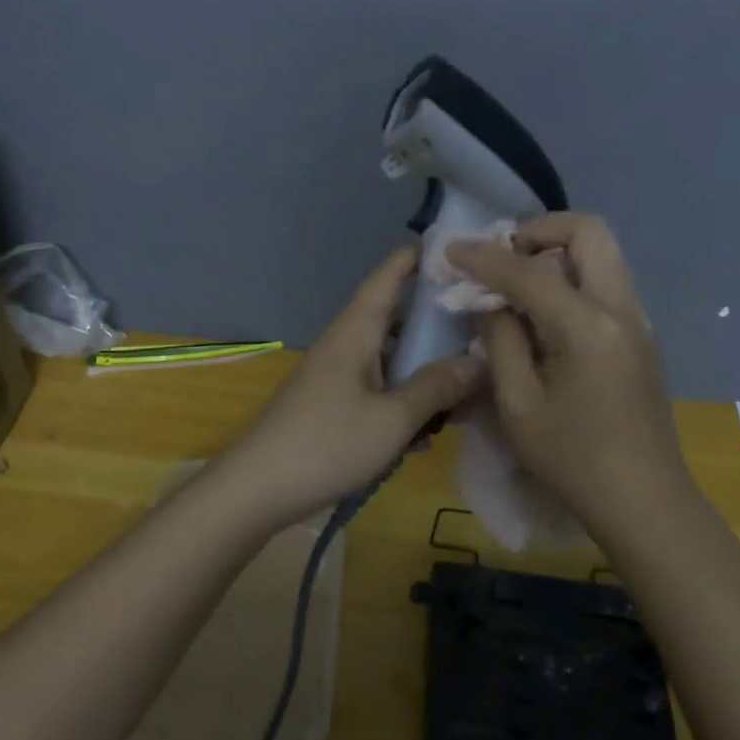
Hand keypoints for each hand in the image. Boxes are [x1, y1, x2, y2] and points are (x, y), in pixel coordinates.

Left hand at [212, 247, 484, 529]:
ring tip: (467, 389)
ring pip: (390, 360)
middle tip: (483, 330)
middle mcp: (346, 346)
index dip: (415, 260)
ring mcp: (337, 377)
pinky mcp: (332, 407)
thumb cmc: (326, 444)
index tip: (451, 248)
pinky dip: (404, 399)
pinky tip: (429, 427)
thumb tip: (479, 361)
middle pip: (395, 321)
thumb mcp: (392, 419)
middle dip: (436, 325)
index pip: (387, 279)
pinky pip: (378, 389)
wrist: (256, 490)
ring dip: (424, 371)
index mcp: (355, 332)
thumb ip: (436, 388)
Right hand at [447, 214, 689, 526]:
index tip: (450, 250)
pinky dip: (572, 276)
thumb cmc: (573, 460)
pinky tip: (544, 314)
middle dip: (537, 231)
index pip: (528, 269)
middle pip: (587, 231)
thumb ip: (500, 339)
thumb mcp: (517, 404)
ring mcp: (638, 319)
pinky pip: (606, 280)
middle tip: (503, 260)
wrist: (645, 501)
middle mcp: (621, 308)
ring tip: (518, 285)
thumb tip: (494, 303)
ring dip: (556, 252)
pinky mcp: (641, 335)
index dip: (482, 256)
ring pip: (601, 252)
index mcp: (587, 325)